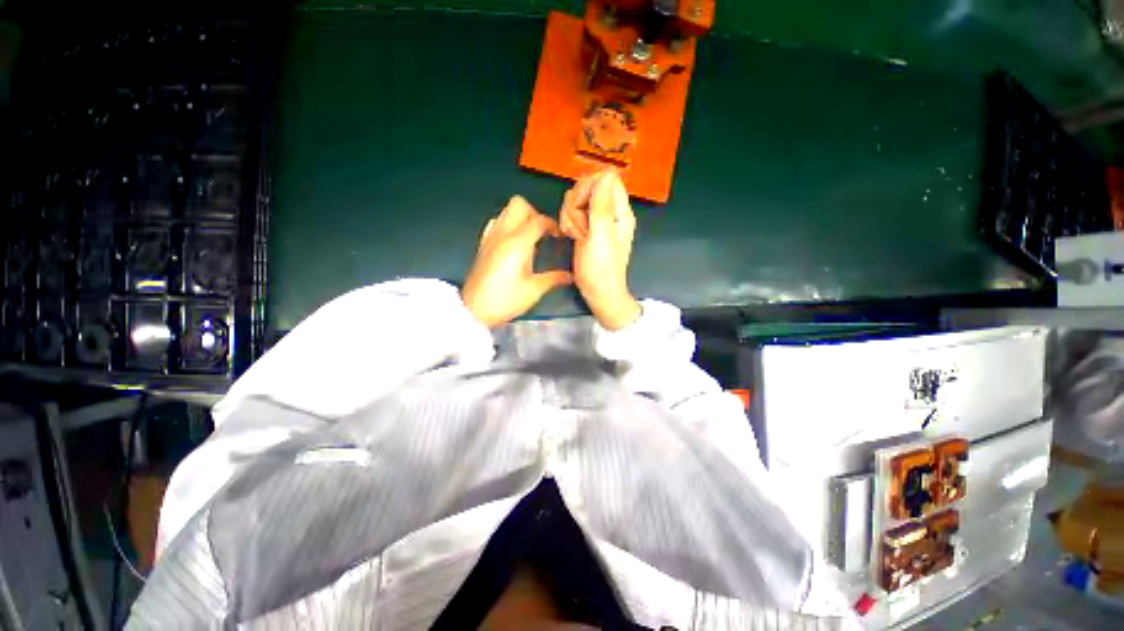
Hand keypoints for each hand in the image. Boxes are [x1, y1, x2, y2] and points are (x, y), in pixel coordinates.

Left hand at [462, 196, 573, 327]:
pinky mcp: (483, 244)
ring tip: (530, 236)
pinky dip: (507, 224)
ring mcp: (490, 237)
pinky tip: (513, 241)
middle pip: (519, 204)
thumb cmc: (505, 300)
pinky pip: (496, 222)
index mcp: (518, 243)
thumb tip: (569, 276)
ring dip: (521, 217)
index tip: (559, 236)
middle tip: (543, 232)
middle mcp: (503, 234)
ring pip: (506, 210)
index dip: (552, 225)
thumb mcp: (534, 290)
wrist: (475, 309)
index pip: (538, 220)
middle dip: (534, 213)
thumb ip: (554, 278)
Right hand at [560, 170, 641, 330]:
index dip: (588, 189)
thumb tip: (606, 173)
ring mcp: (598, 219)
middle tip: (580, 229)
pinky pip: (573, 212)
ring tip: (577, 236)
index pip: (605, 178)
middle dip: (576, 205)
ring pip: (577, 199)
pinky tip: (572, 237)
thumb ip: (602, 207)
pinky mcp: (588, 226)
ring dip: (570, 216)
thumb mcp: (600, 239)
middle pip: (588, 186)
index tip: (582, 210)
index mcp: (620, 211)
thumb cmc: (600, 271)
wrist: (598, 293)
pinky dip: (569, 222)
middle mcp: (611, 211)